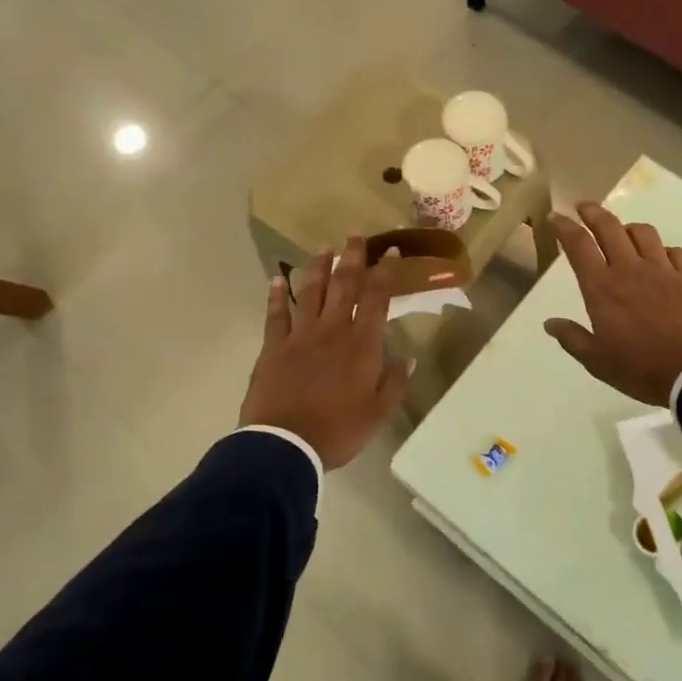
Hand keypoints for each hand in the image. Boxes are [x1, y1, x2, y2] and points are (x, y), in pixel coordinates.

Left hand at [241, 237, 413, 470]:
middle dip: (352, 258)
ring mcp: (300, 336)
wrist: (285, 445)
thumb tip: (408, 357)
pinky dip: (277, 295)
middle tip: (354, 236)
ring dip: (318, 268)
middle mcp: (332, 330)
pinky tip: (277, 280)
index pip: (377, 299)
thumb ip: (394, 383)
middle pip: (343, 286)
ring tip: (324, 248)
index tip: (390, 252)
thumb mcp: (377, 413)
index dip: (385, 273)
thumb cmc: (338, 430)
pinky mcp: (273, 347)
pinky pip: (275, 315)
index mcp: (361, 345)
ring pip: (310, 292)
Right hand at [544, 202, 681, 405]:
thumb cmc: (640, 369)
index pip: (579, 245)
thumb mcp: (597, 361)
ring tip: (623, 232)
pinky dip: (662, 250)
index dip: (565, 227)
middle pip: (609, 227)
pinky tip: (661, 257)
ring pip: (643, 232)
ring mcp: (664, 270)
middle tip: (583, 206)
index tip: (557, 217)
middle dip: (593, 212)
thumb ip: (572, 338)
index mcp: (602, 288)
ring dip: (628, 227)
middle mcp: (630, 269)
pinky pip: (675, 251)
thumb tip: (550, 323)